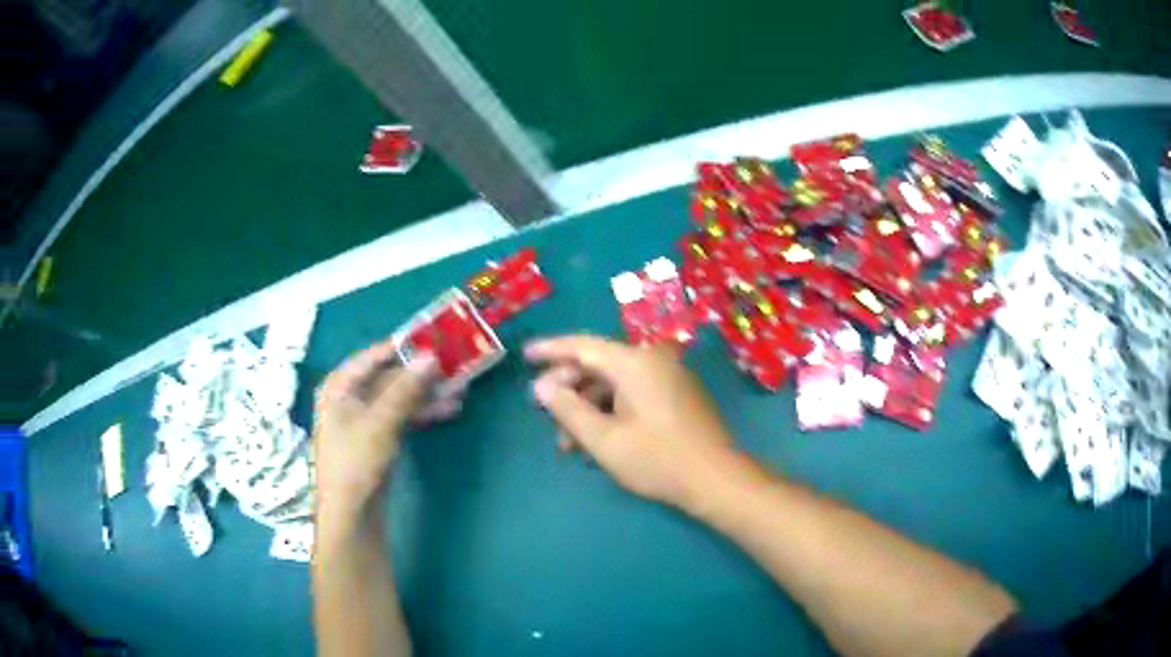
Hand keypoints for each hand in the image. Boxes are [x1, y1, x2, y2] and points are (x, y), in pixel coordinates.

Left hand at [313, 340, 454, 517]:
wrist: (352, 514)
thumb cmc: (356, 461)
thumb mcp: (381, 422)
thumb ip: (406, 388)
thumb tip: (432, 356)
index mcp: (340, 387)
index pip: (372, 356)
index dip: (402, 346)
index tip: (433, 337)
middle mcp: (350, 398)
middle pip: (389, 377)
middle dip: (421, 374)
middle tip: (454, 365)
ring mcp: (365, 420)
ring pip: (399, 398)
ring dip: (427, 394)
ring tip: (460, 389)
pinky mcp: (378, 439)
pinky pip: (402, 417)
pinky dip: (422, 413)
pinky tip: (448, 410)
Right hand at [526, 335, 742, 512]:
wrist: (716, 479)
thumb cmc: (657, 460)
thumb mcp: (603, 439)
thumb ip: (568, 409)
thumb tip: (542, 387)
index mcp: (634, 362)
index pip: (582, 346)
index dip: (550, 349)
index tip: (525, 355)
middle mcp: (652, 360)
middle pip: (598, 364)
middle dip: (568, 389)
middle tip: (545, 413)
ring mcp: (667, 376)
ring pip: (614, 383)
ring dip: (588, 407)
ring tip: (569, 442)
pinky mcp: (676, 394)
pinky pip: (633, 392)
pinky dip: (610, 410)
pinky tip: (598, 439)